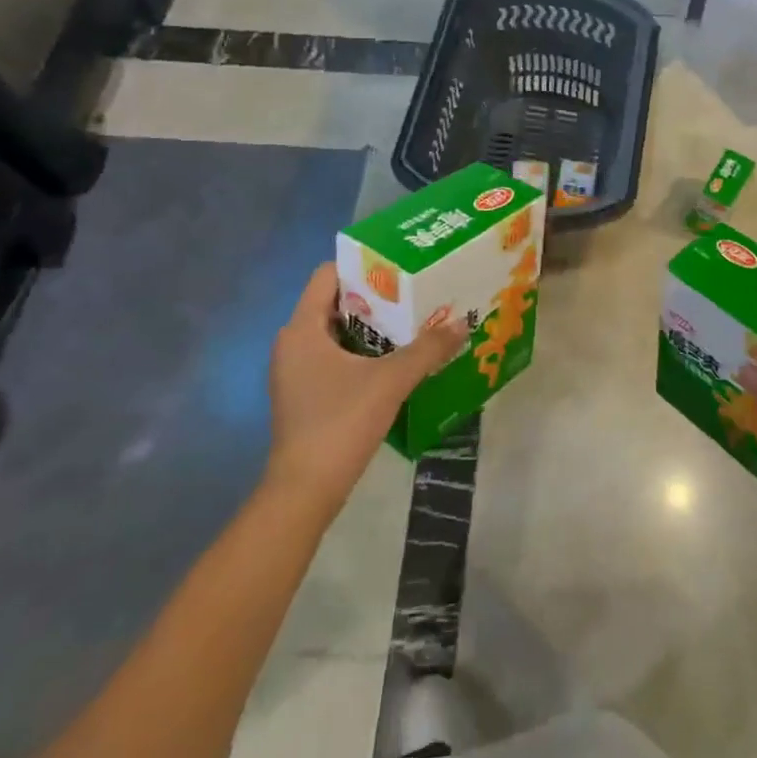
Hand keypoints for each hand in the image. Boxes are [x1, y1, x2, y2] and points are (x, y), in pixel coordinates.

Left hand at [265, 265, 464, 511]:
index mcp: (302, 328)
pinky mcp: (304, 394)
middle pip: (335, 302)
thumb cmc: (340, 423)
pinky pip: (334, 357)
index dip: (362, 265)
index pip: (327, 274)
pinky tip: (394, 360)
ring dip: (371, 326)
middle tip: (415, 291)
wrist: (304, 492)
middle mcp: (293, 343)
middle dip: (375, 296)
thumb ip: (428, 349)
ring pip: (336, 332)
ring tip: (412, 322)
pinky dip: (362, 352)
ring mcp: (296, 371)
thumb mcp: (391, 381)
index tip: (399, 267)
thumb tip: (463, 323)